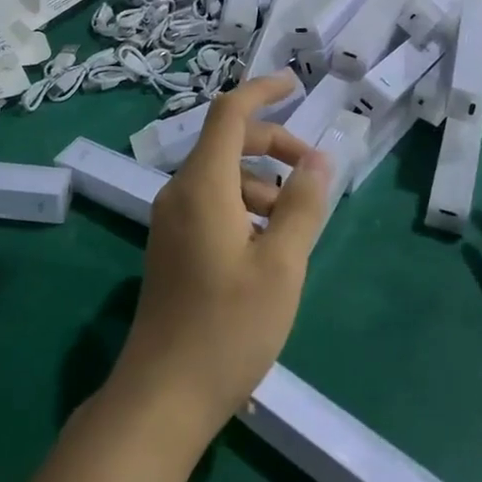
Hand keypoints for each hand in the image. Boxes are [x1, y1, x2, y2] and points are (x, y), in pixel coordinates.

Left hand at [111, 72, 334, 435]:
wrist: (162, 395)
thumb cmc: (228, 328)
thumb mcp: (281, 265)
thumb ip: (303, 205)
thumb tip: (319, 158)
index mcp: (202, 185)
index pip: (229, 113)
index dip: (262, 91)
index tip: (295, 85)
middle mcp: (179, 191)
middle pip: (227, 143)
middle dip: (273, 145)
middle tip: (312, 172)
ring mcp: (171, 220)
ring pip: (222, 176)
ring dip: (262, 182)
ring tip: (295, 223)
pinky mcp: (172, 245)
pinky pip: (211, 202)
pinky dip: (244, 205)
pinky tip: (267, 246)